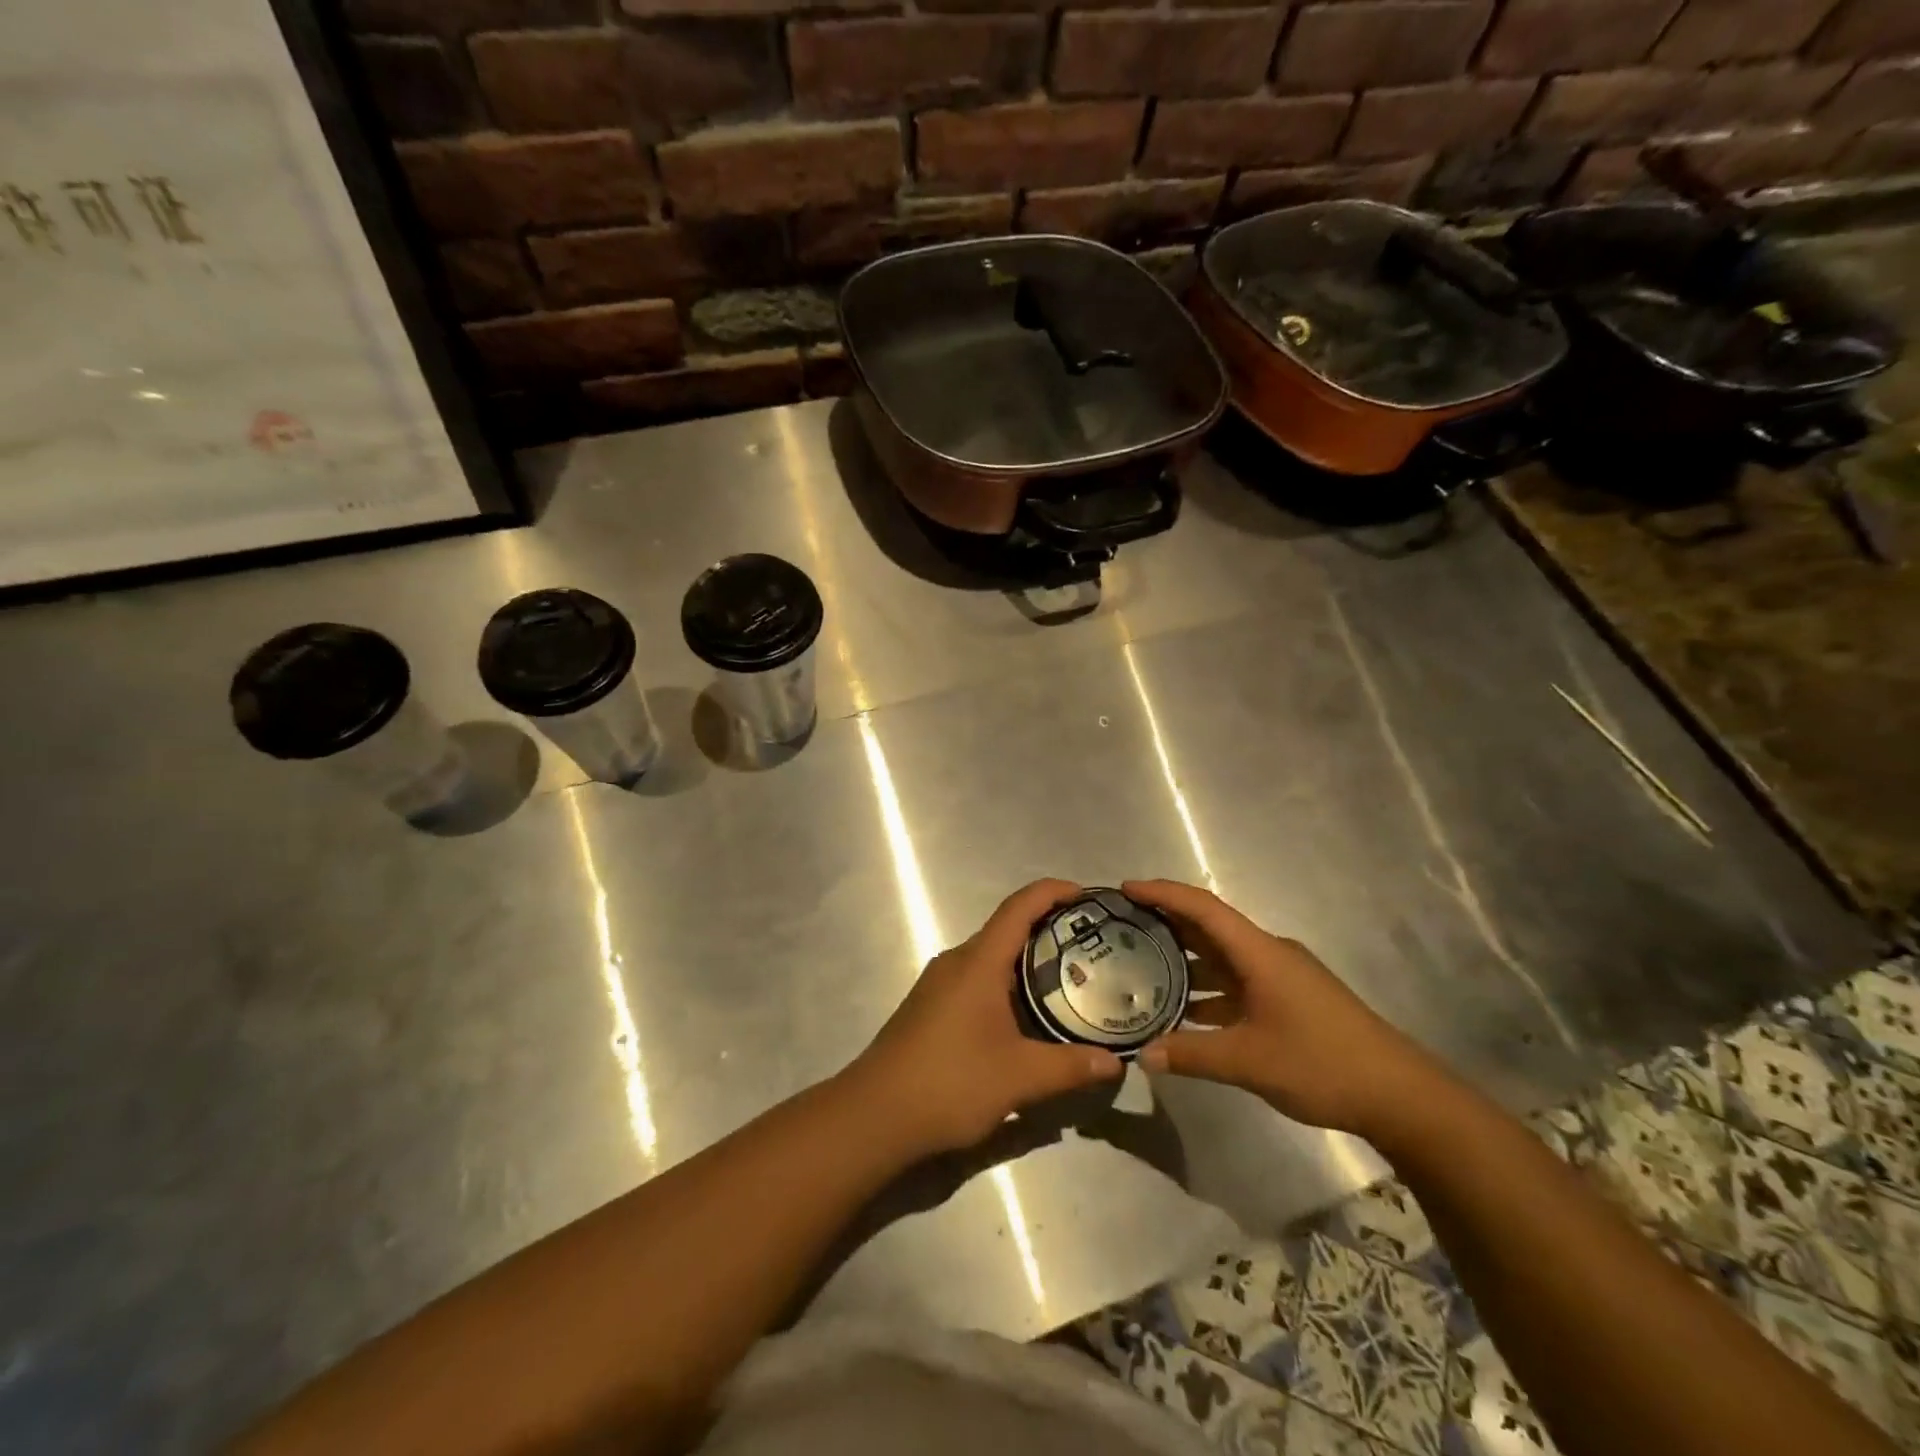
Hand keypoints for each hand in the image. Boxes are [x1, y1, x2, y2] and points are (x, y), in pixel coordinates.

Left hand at [848, 879, 1125, 1156]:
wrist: (874, 1115)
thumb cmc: (949, 1082)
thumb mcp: (1019, 1077)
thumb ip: (1070, 1067)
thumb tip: (1116, 1064)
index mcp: (978, 962)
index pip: (1019, 906)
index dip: (1054, 892)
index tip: (1089, 896)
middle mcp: (957, 962)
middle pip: (1007, 929)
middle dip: (1050, 930)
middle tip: (1093, 947)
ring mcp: (940, 984)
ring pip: (992, 957)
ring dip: (1028, 961)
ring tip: (1070, 981)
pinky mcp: (932, 1007)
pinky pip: (978, 979)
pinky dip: (1009, 984)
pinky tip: (1028, 1016)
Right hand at [1125, 879, 1449, 1139]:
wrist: (1399, 1095)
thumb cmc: (1322, 1063)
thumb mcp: (1249, 1061)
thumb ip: (1192, 1055)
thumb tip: (1143, 1056)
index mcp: (1259, 953)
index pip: (1203, 908)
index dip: (1163, 893)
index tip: (1125, 889)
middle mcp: (1268, 955)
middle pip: (1209, 927)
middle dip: (1166, 923)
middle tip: (1121, 928)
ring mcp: (1281, 978)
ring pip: (1222, 958)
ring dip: (1185, 960)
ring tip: (1141, 968)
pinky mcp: (1289, 1000)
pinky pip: (1236, 983)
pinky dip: (1207, 991)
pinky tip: (1183, 1013)